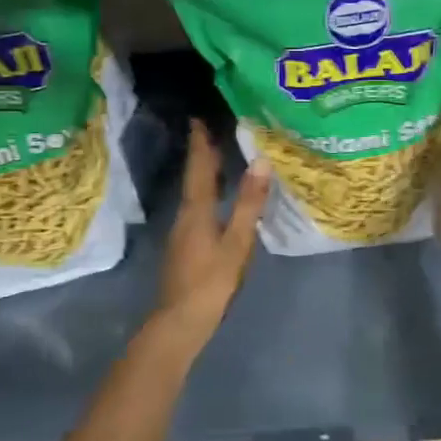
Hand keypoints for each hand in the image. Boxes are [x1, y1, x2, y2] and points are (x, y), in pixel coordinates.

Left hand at [154, 121, 269, 337]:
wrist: (181, 321)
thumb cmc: (211, 281)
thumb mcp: (237, 242)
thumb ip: (249, 203)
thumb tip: (260, 161)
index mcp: (197, 211)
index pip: (199, 168)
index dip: (200, 144)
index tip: (198, 119)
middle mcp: (185, 217)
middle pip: (194, 179)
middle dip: (202, 156)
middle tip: (212, 132)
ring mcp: (182, 234)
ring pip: (194, 196)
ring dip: (204, 176)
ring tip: (218, 161)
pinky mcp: (184, 249)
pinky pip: (196, 211)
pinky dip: (206, 196)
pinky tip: (217, 203)